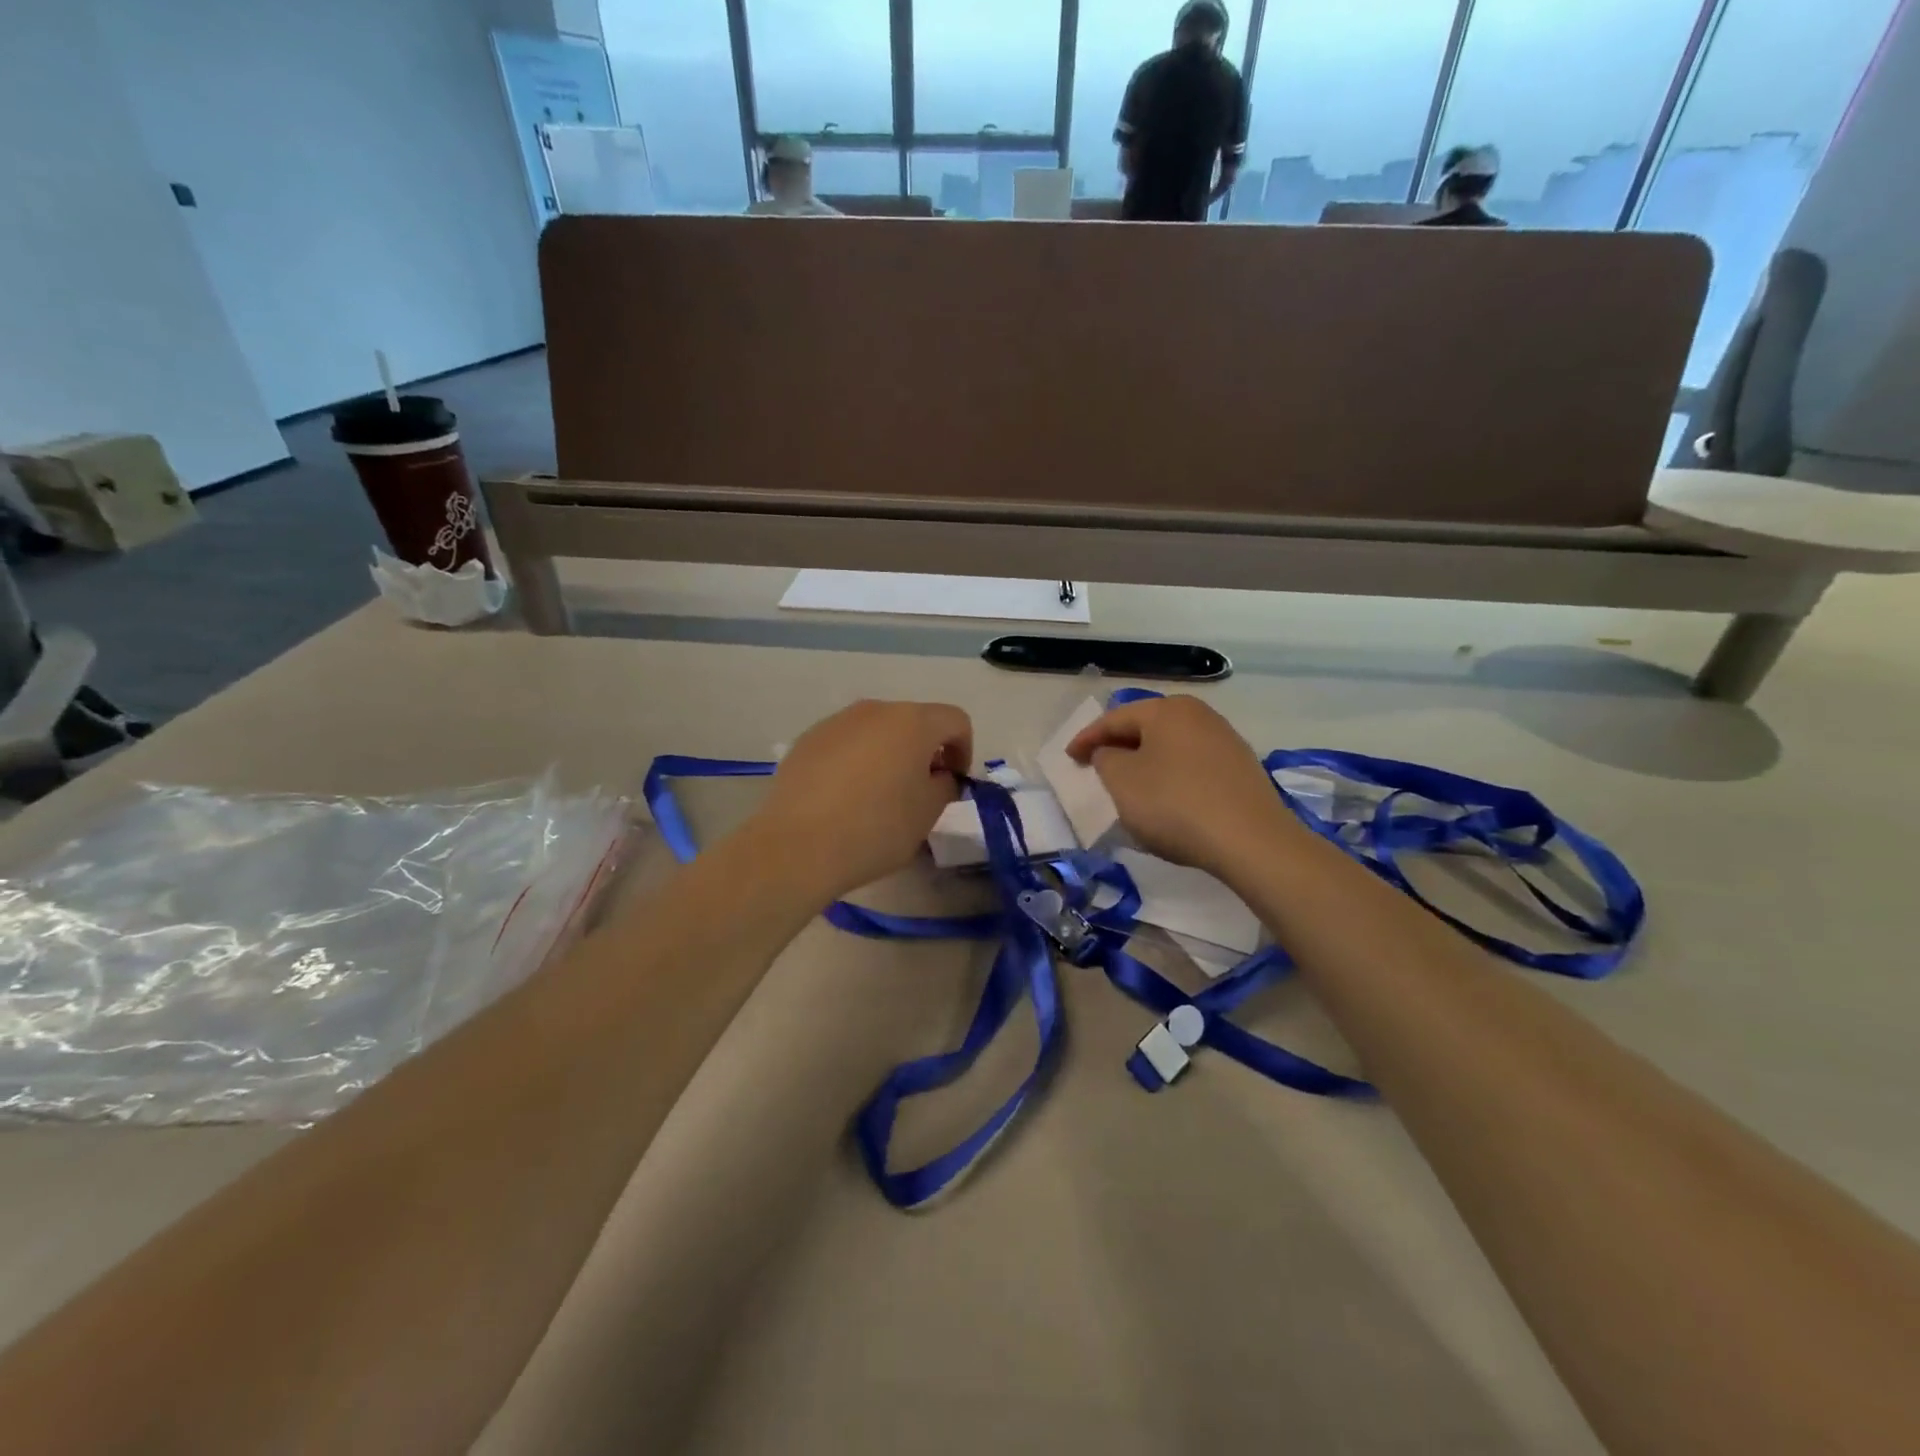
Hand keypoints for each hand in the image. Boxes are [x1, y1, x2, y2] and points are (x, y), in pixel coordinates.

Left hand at [751, 700, 971, 899]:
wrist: (798, 846)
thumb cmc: (876, 828)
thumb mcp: (928, 814)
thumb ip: (944, 785)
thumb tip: (937, 775)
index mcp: (912, 722)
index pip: (955, 721)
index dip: (963, 750)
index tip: (953, 783)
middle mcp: (875, 710)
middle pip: (914, 721)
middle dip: (925, 751)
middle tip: (920, 790)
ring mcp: (836, 722)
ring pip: (877, 731)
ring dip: (889, 754)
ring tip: (879, 795)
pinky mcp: (807, 740)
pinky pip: (846, 743)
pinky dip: (856, 761)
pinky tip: (844, 797)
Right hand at [1067, 695, 1292, 881]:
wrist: (1251, 841)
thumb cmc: (1175, 804)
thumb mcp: (1122, 781)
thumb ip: (1105, 759)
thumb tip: (1111, 752)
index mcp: (1167, 710)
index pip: (1114, 718)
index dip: (1087, 738)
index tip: (1069, 758)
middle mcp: (1199, 715)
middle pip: (1146, 727)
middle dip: (1118, 746)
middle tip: (1096, 766)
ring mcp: (1225, 740)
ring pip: (1171, 746)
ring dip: (1146, 762)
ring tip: (1129, 784)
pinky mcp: (1241, 768)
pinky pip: (1192, 764)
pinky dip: (1171, 775)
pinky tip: (1166, 798)